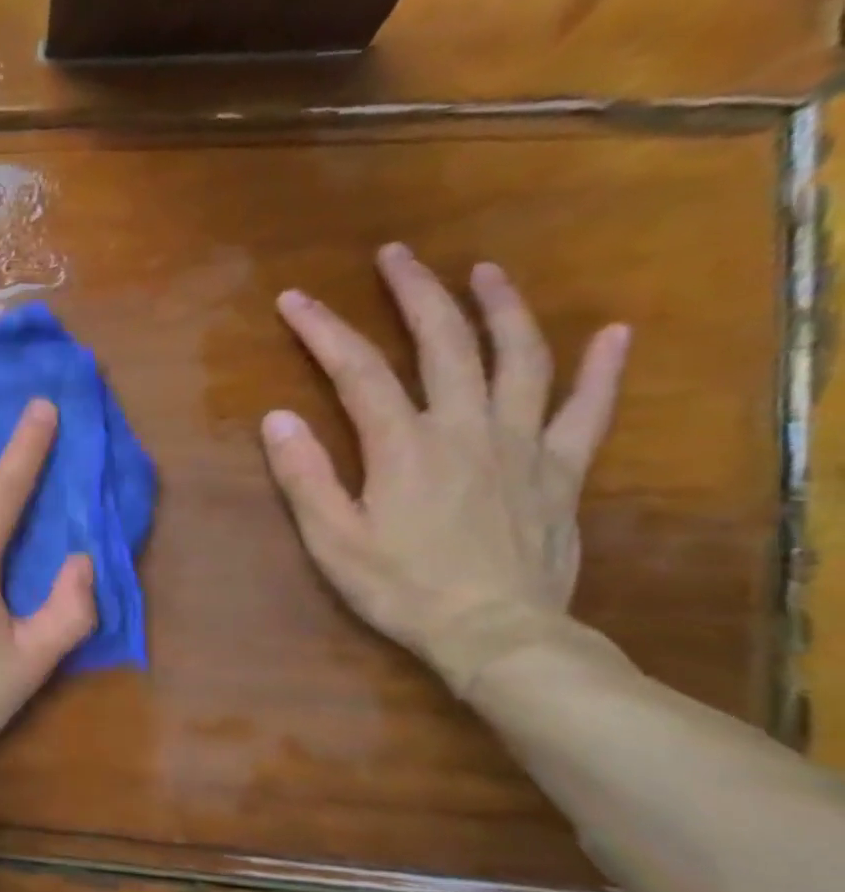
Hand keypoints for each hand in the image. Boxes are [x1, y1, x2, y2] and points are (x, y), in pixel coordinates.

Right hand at [261, 244, 631, 695]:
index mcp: (403, 446)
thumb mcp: (332, 539)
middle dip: (416, 293)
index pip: (358, 370)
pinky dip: (602, 369)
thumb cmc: (402, 588)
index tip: (295, 300)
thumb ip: (305, 476)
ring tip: (484, 271)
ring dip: (500, 308)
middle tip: (396, 256)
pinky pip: (587, 410)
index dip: (323, 330)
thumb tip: (277, 417)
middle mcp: (465, 428)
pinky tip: (613, 332)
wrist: (496, 636)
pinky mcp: (559, 470)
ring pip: (519, 358)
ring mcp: (520, 444)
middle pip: (443, 343)